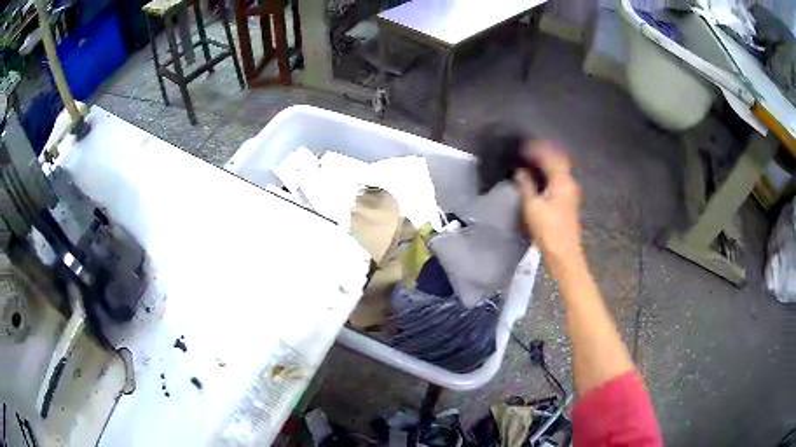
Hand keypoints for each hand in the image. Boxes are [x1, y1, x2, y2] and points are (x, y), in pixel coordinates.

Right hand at [515, 141, 582, 269]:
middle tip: (527, 152)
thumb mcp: (532, 207)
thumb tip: (520, 171)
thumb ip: (526, 185)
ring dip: (547, 164)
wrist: (565, 255)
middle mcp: (570, 184)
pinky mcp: (569, 203)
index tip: (522, 147)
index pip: (550, 157)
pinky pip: (559, 181)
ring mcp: (572, 194)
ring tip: (531, 163)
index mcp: (562, 182)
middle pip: (558, 161)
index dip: (536, 149)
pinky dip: (549, 175)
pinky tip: (539, 180)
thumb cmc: (548, 230)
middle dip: (543, 154)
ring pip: (559, 171)